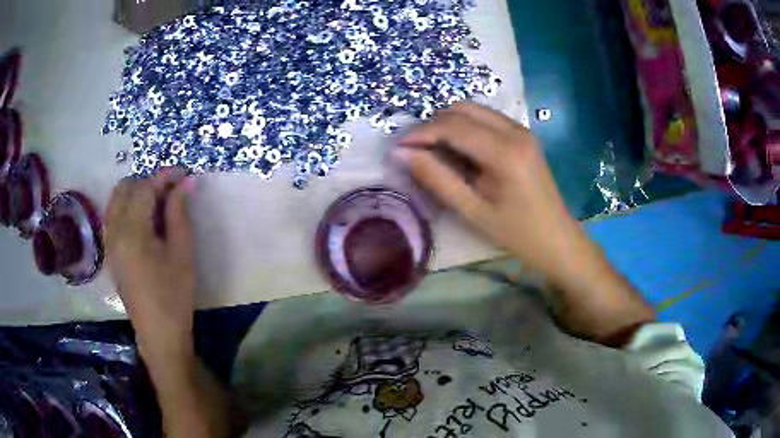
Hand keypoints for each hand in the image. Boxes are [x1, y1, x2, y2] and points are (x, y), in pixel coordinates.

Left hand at [104, 169, 195, 358]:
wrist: (158, 333)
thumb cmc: (174, 295)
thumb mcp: (182, 253)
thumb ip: (179, 213)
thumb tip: (185, 182)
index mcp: (132, 231)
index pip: (145, 188)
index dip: (165, 177)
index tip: (184, 174)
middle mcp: (114, 230)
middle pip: (125, 188)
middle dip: (148, 182)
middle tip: (171, 191)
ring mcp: (109, 241)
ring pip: (116, 200)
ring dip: (135, 193)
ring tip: (157, 203)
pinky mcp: (110, 252)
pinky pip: (113, 216)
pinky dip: (127, 207)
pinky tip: (143, 220)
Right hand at [396, 102, 589, 286]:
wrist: (557, 239)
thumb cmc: (517, 233)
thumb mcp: (473, 211)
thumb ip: (437, 179)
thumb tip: (401, 154)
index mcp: (505, 152)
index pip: (453, 126)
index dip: (421, 133)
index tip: (397, 147)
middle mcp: (515, 130)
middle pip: (462, 109)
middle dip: (433, 125)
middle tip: (415, 151)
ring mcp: (521, 130)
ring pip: (473, 110)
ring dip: (448, 124)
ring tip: (433, 151)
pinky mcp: (523, 135)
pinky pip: (486, 119)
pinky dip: (465, 127)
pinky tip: (459, 151)